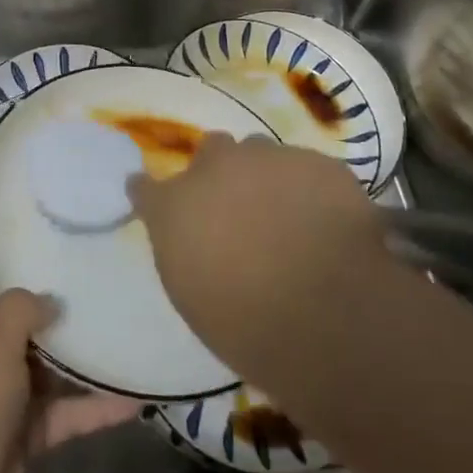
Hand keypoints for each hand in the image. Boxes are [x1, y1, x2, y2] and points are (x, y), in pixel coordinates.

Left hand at [0, 247, 138, 472]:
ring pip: (50, 361)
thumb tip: (50, 300)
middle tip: (105, 264)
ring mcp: (5, 390)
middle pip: (22, 310)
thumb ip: (21, 308)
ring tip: (129, 321)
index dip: (2, 238)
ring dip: (84, 350)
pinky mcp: (26, 430)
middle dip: (58, 291)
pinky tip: (137, 396)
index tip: (45, 219)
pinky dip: (96, 406)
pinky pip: (67, 411)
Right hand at [128, 133, 394, 359]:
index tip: (161, 206)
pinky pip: (306, 167)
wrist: (328, 314)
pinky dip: (309, 188)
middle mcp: (214, 168)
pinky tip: (324, 219)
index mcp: (173, 205)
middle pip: (211, 149)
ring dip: (264, 174)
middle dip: (220, 170)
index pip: (144, 186)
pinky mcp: (318, 163)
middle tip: (237, 206)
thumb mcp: (191, 293)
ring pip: (260, 151)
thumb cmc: (246, 323)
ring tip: (285, 212)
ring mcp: (269, 158)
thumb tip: (193, 237)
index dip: (153, 195)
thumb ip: (184, 248)